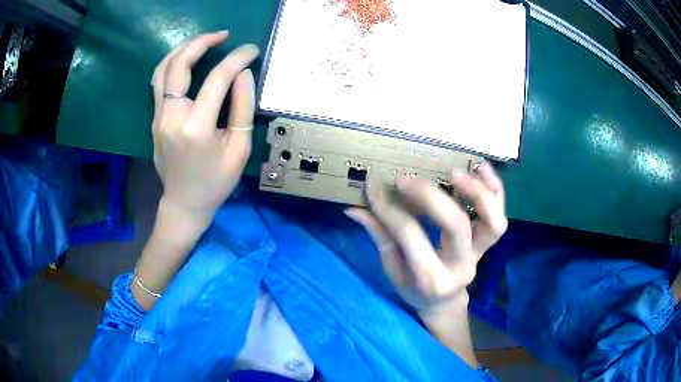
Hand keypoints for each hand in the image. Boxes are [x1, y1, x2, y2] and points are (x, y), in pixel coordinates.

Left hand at [151, 31, 258, 222]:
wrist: (184, 203)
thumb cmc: (216, 181)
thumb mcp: (239, 149)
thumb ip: (242, 108)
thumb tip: (243, 74)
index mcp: (196, 127)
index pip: (218, 78)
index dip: (237, 59)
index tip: (251, 50)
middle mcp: (172, 116)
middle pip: (180, 65)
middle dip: (202, 42)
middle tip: (222, 35)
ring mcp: (158, 117)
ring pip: (163, 69)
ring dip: (183, 49)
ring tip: (203, 40)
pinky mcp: (154, 119)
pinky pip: (159, 82)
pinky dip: (173, 63)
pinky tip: (186, 59)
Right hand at [345, 163, 506, 312]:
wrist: (444, 302)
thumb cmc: (414, 289)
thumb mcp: (392, 270)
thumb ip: (380, 237)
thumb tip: (355, 209)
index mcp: (431, 279)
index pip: (410, 236)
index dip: (390, 209)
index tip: (374, 187)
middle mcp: (461, 267)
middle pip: (455, 225)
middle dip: (430, 196)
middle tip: (406, 179)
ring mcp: (480, 254)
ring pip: (493, 222)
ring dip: (476, 191)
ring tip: (454, 172)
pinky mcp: (488, 243)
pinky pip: (500, 215)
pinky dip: (495, 189)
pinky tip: (481, 166)